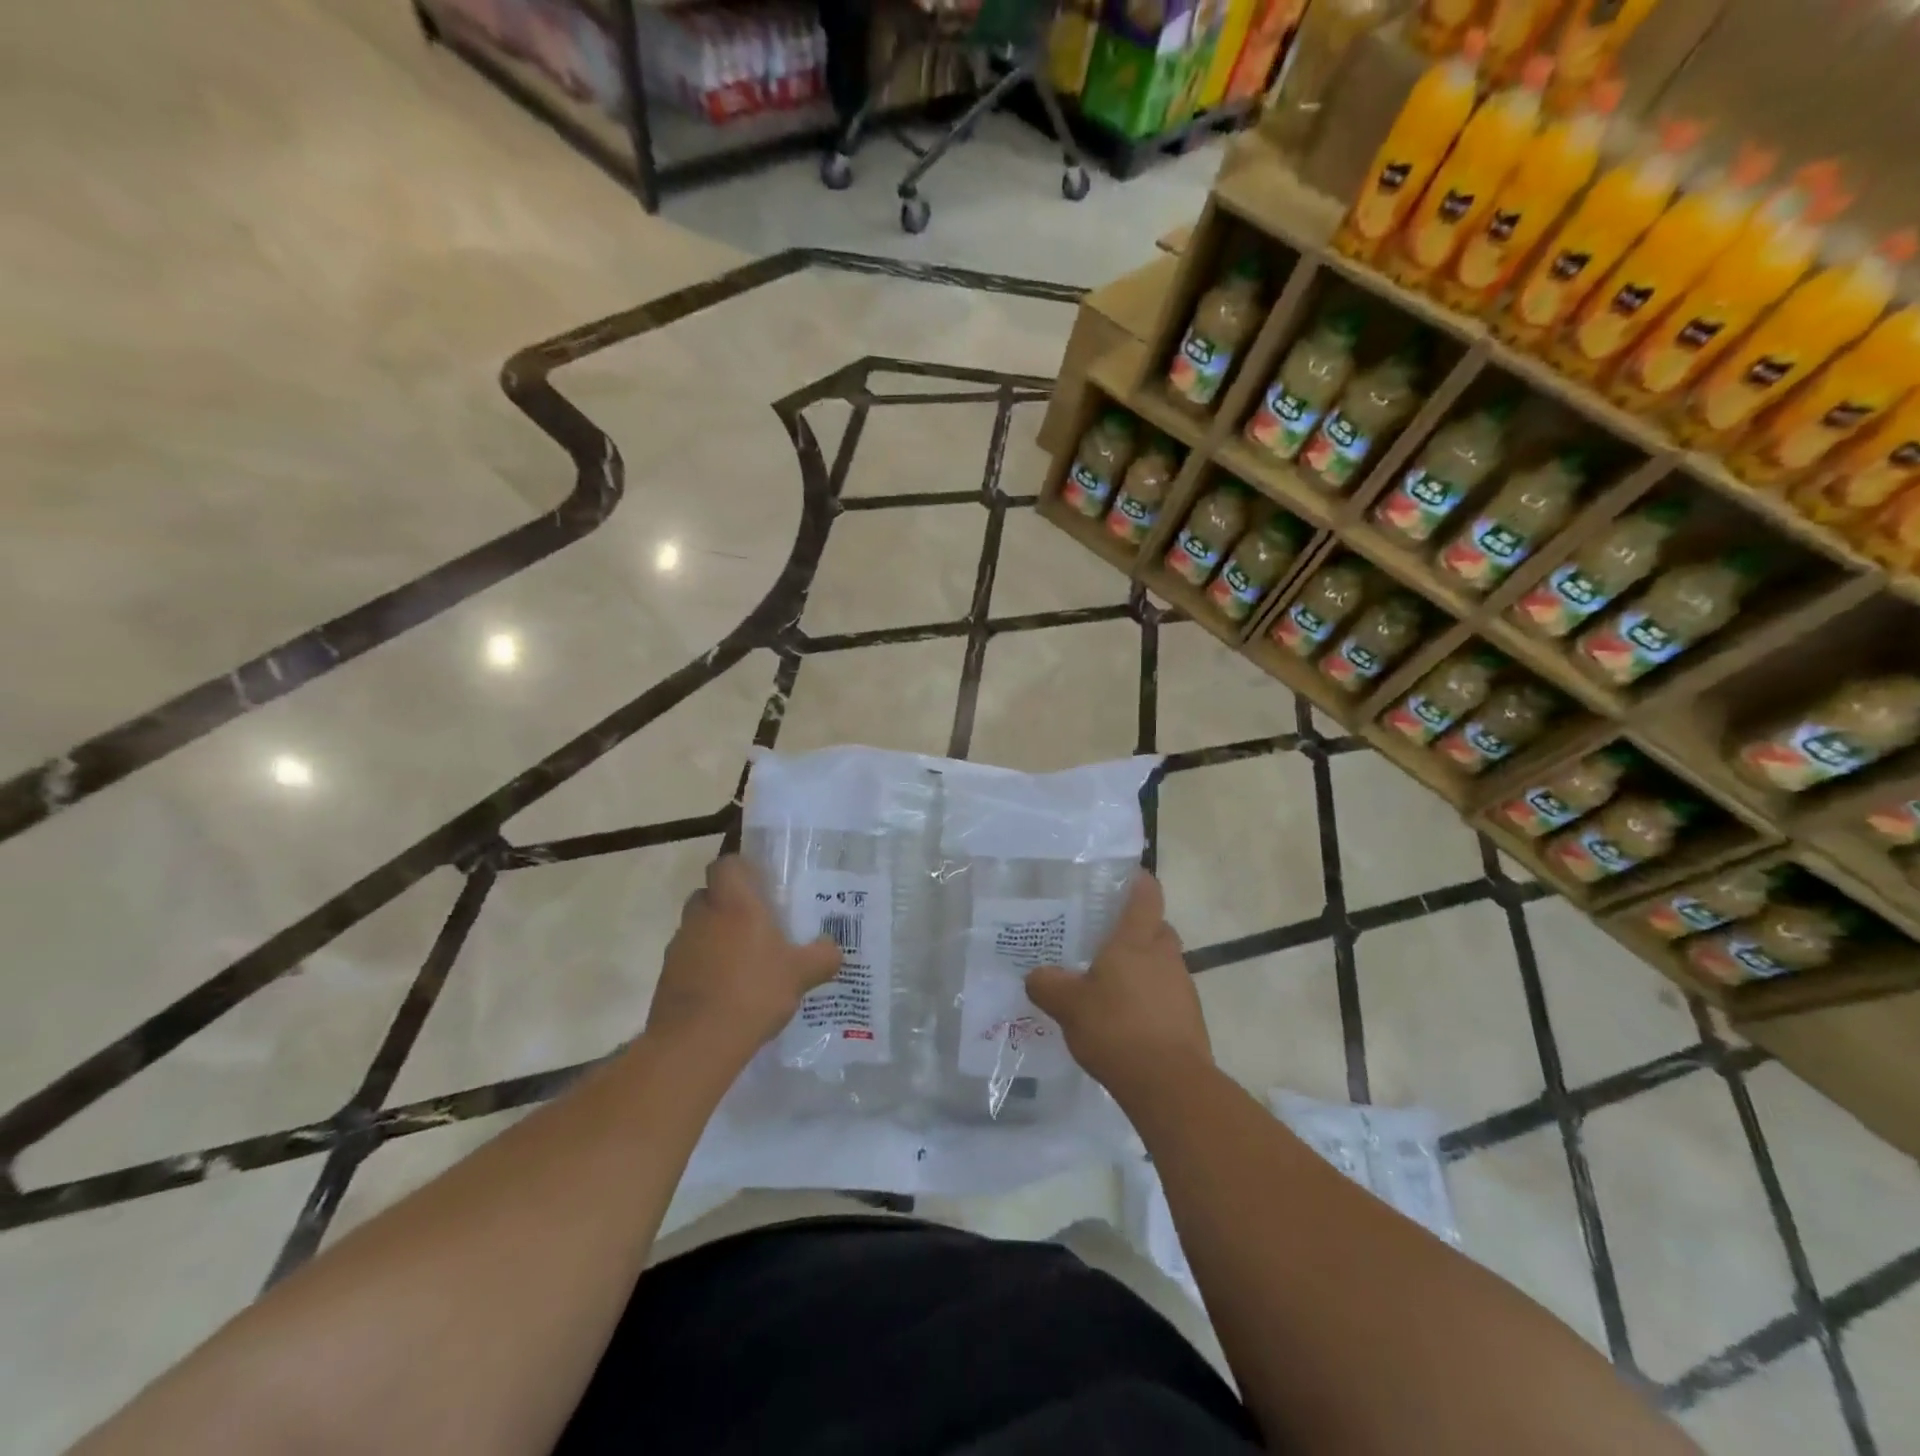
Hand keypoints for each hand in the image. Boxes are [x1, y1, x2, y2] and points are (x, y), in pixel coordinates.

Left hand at [647, 855, 841, 1061]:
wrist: (696, 1042)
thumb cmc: (754, 992)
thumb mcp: (801, 974)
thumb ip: (822, 956)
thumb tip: (834, 948)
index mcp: (734, 902)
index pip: (727, 864)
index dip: (741, 869)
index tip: (760, 886)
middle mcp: (702, 915)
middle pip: (709, 895)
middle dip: (729, 905)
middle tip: (756, 925)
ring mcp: (680, 946)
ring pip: (698, 928)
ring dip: (715, 938)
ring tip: (744, 964)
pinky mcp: (667, 977)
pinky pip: (689, 960)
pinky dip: (704, 968)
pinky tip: (726, 993)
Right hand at [1024, 871, 1211, 1099]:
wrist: (1170, 1085)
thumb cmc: (1116, 1028)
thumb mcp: (1068, 1005)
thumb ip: (1048, 985)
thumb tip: (1035, 975)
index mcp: (1136, 940)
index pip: (1146, 895)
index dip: (1138, 882)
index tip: (1123, 879)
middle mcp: (1165, 956)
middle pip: (1157, 929)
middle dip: (1137, 931)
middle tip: (1105, 941)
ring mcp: (1183, 987)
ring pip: (1163, 964)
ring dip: (1143, 969)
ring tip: (1110, 986)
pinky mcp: (1190, 1019)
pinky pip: (1167, 996)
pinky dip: (1150, 1000)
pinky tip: (1126, 1020)